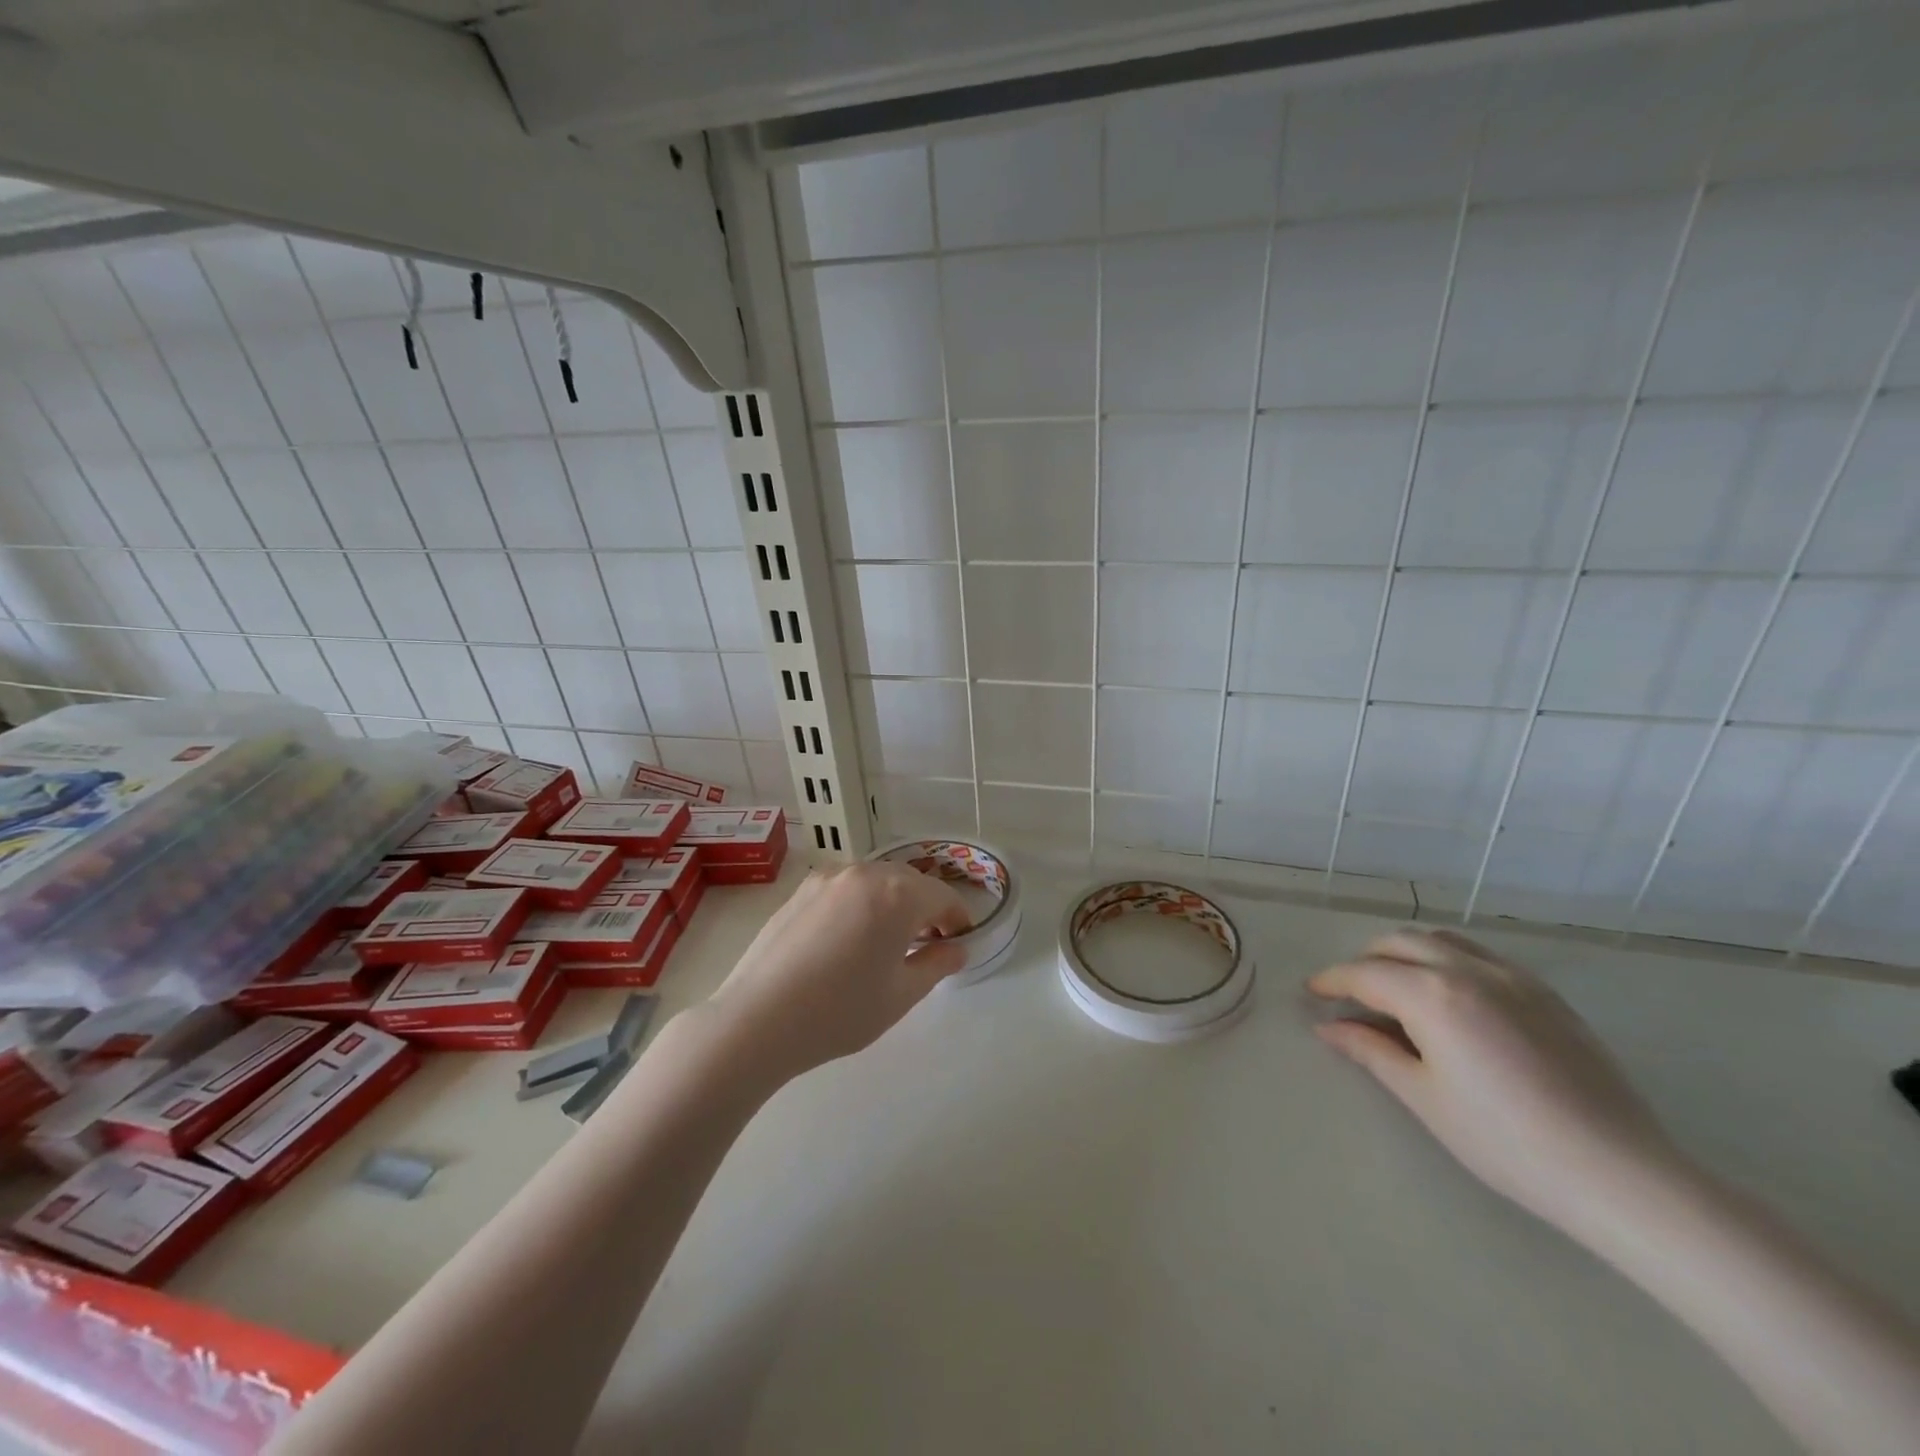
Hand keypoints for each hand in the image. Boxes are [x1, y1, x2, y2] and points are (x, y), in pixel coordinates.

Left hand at [697, 862, 972, 1086]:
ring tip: (886, 942)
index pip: (943, 897)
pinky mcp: (802, 890)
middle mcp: (865, 873)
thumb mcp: (901, 995)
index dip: (957, 920)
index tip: (958, 944)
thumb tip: (956, 949)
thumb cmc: (840, 1011)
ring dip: (892, 903)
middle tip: (925, 946)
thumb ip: (936, 964)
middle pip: (911, 883)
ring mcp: (829, 878)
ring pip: (877, 881)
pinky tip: (849, 939)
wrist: (757, 1019)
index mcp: (898, 894)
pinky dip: (861, 904)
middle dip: (925, 909)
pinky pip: (846, 888)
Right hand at [1309, 928, 1685, 1230]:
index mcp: (1432, 995)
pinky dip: (1448, 959)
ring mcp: (1512, 977)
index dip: (1332, 981)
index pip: (1364, 974)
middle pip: (1399, 942)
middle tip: (1351, 993)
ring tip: (1397, 986)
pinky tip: (1452, 996)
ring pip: (1441, 939)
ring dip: (1406, 952)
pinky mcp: (1545, 993)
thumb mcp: (1424, 1097)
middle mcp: (1468, 970)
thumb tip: (1329, 1027)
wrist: (1619, 1173)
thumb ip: (1372, 1051)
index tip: (1312, 993)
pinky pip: (1480, 955)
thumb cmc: (1505, 1141)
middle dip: (1365, 960)